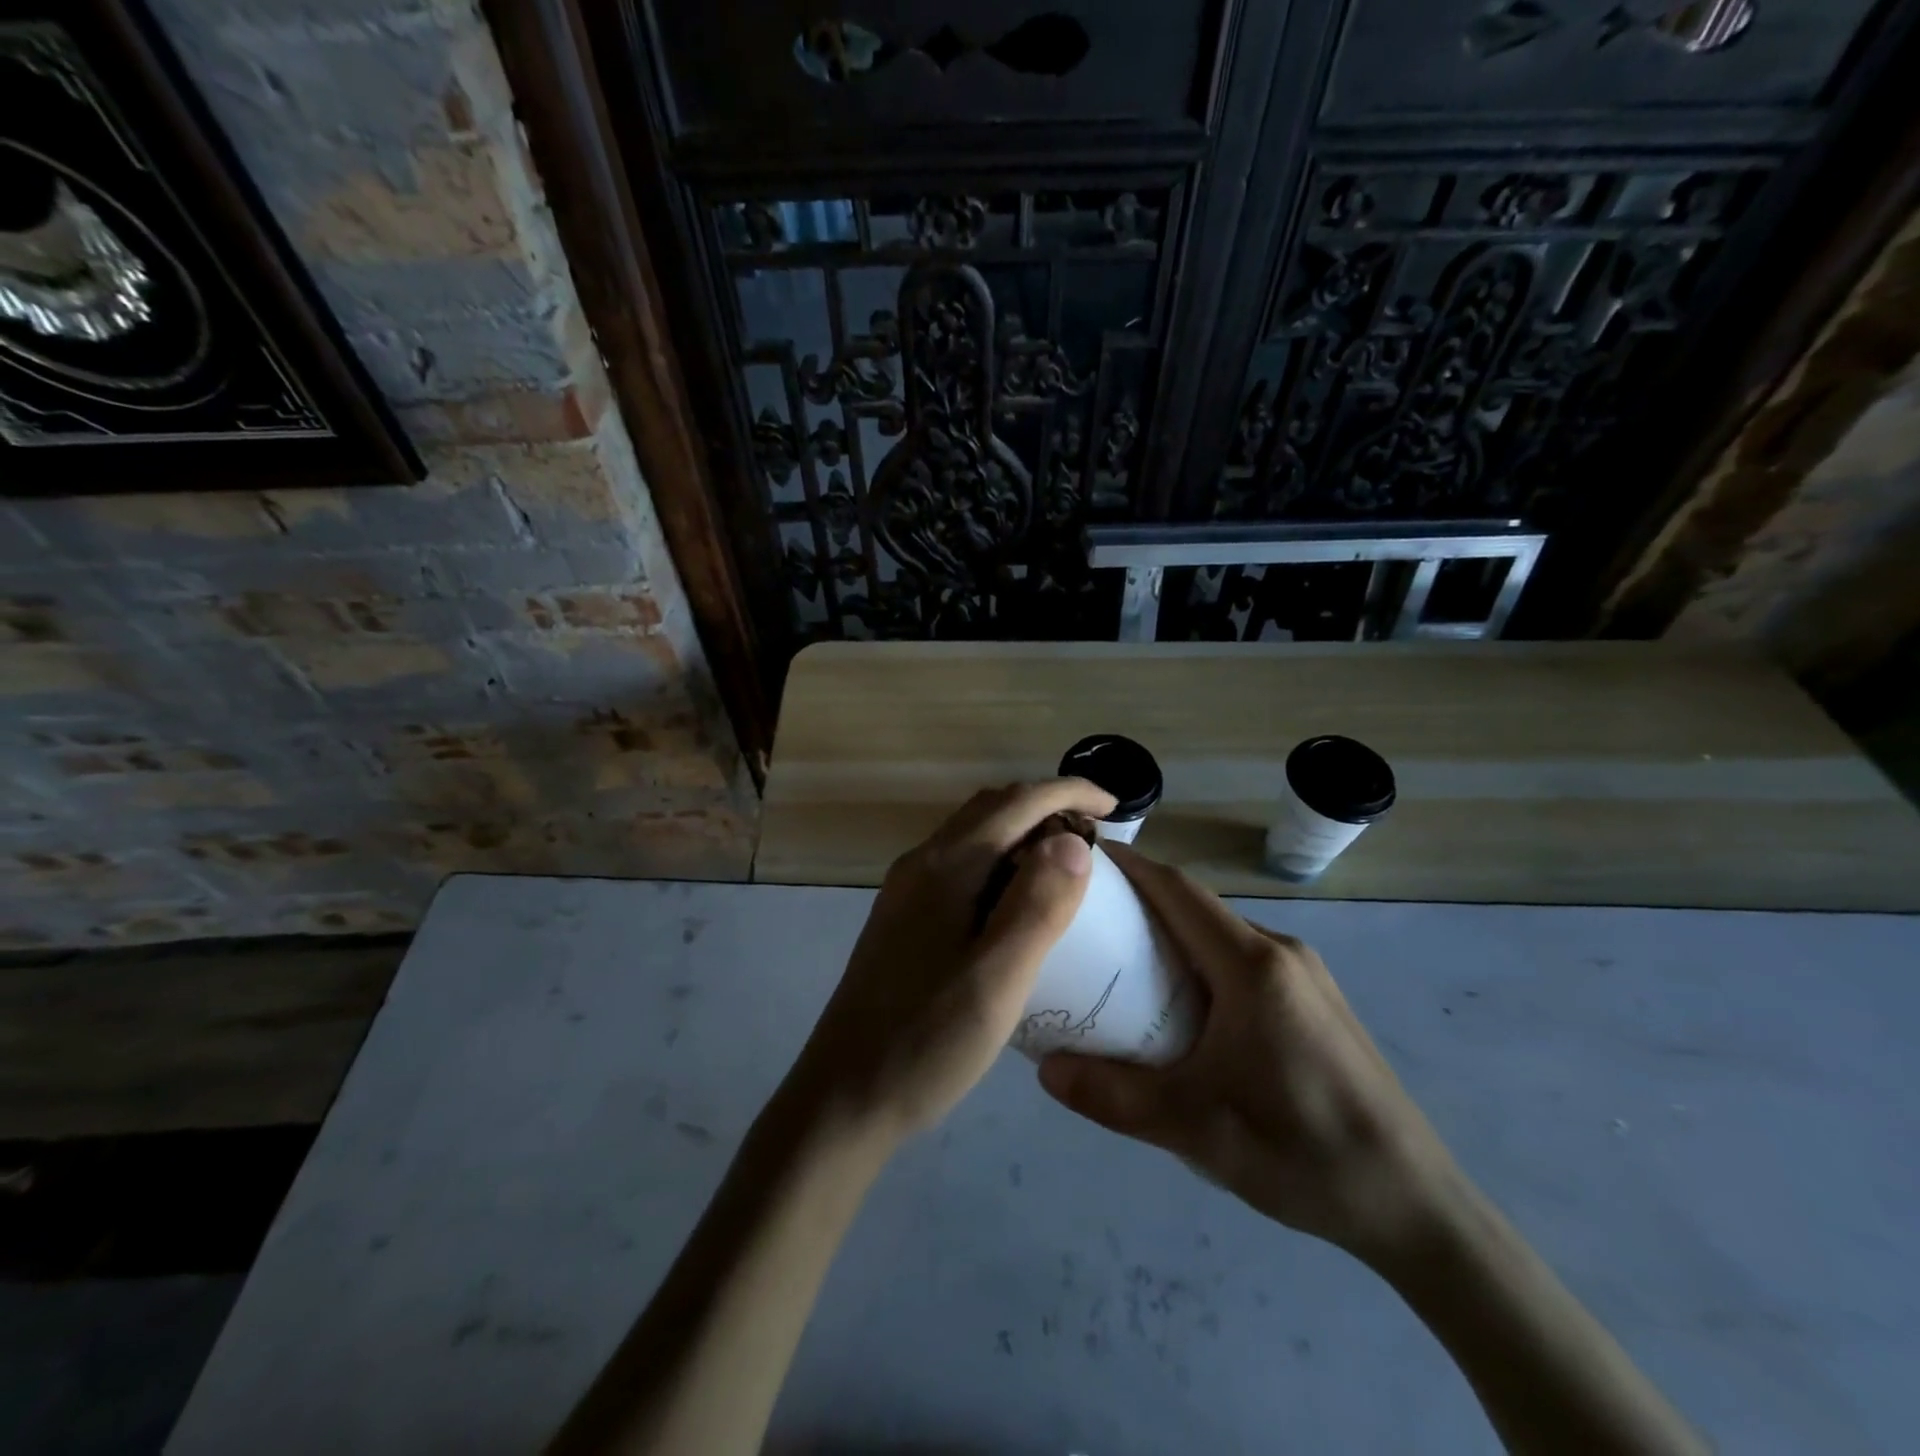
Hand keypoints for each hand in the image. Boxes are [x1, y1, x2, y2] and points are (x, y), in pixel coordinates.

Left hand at [784, 779, 1116, 1149]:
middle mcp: (922, 864)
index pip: (1016, 803)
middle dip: (1048, 807)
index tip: (1115, 806)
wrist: (843, 1097)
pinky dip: (1002, 863)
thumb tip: (1072, 840)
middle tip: (1098, 838)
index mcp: (946, 867)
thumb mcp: (996, 979)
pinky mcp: (904, 919)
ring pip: (975, 836)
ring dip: (1024, 833)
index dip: (1069, 793)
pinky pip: (962, 866)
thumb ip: (1037, 906)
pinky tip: (1019, 904)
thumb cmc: (926, 1041)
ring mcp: (907, 891)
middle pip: (992, 809)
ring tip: (1068, 867)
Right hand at [1037, 845, 1455, 1265]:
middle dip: (1140, 902)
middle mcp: (1281, 953)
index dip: (1130, 866)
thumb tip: (1045, 1070)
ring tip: (1121, 963)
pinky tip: (1181, 1008)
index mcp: (1251, 965)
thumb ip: (1112, 1095)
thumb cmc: (1300, 1151)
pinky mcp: (1316, 1002)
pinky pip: (1243, 960)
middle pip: (1197, 907)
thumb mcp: (1193, 1128)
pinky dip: (1201, 962)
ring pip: (1221, 935)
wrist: (1416, 1205)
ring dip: (1172, 935)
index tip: (1084, 857)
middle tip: (1086, 920)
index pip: (1178, 890)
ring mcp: (1305, 976)